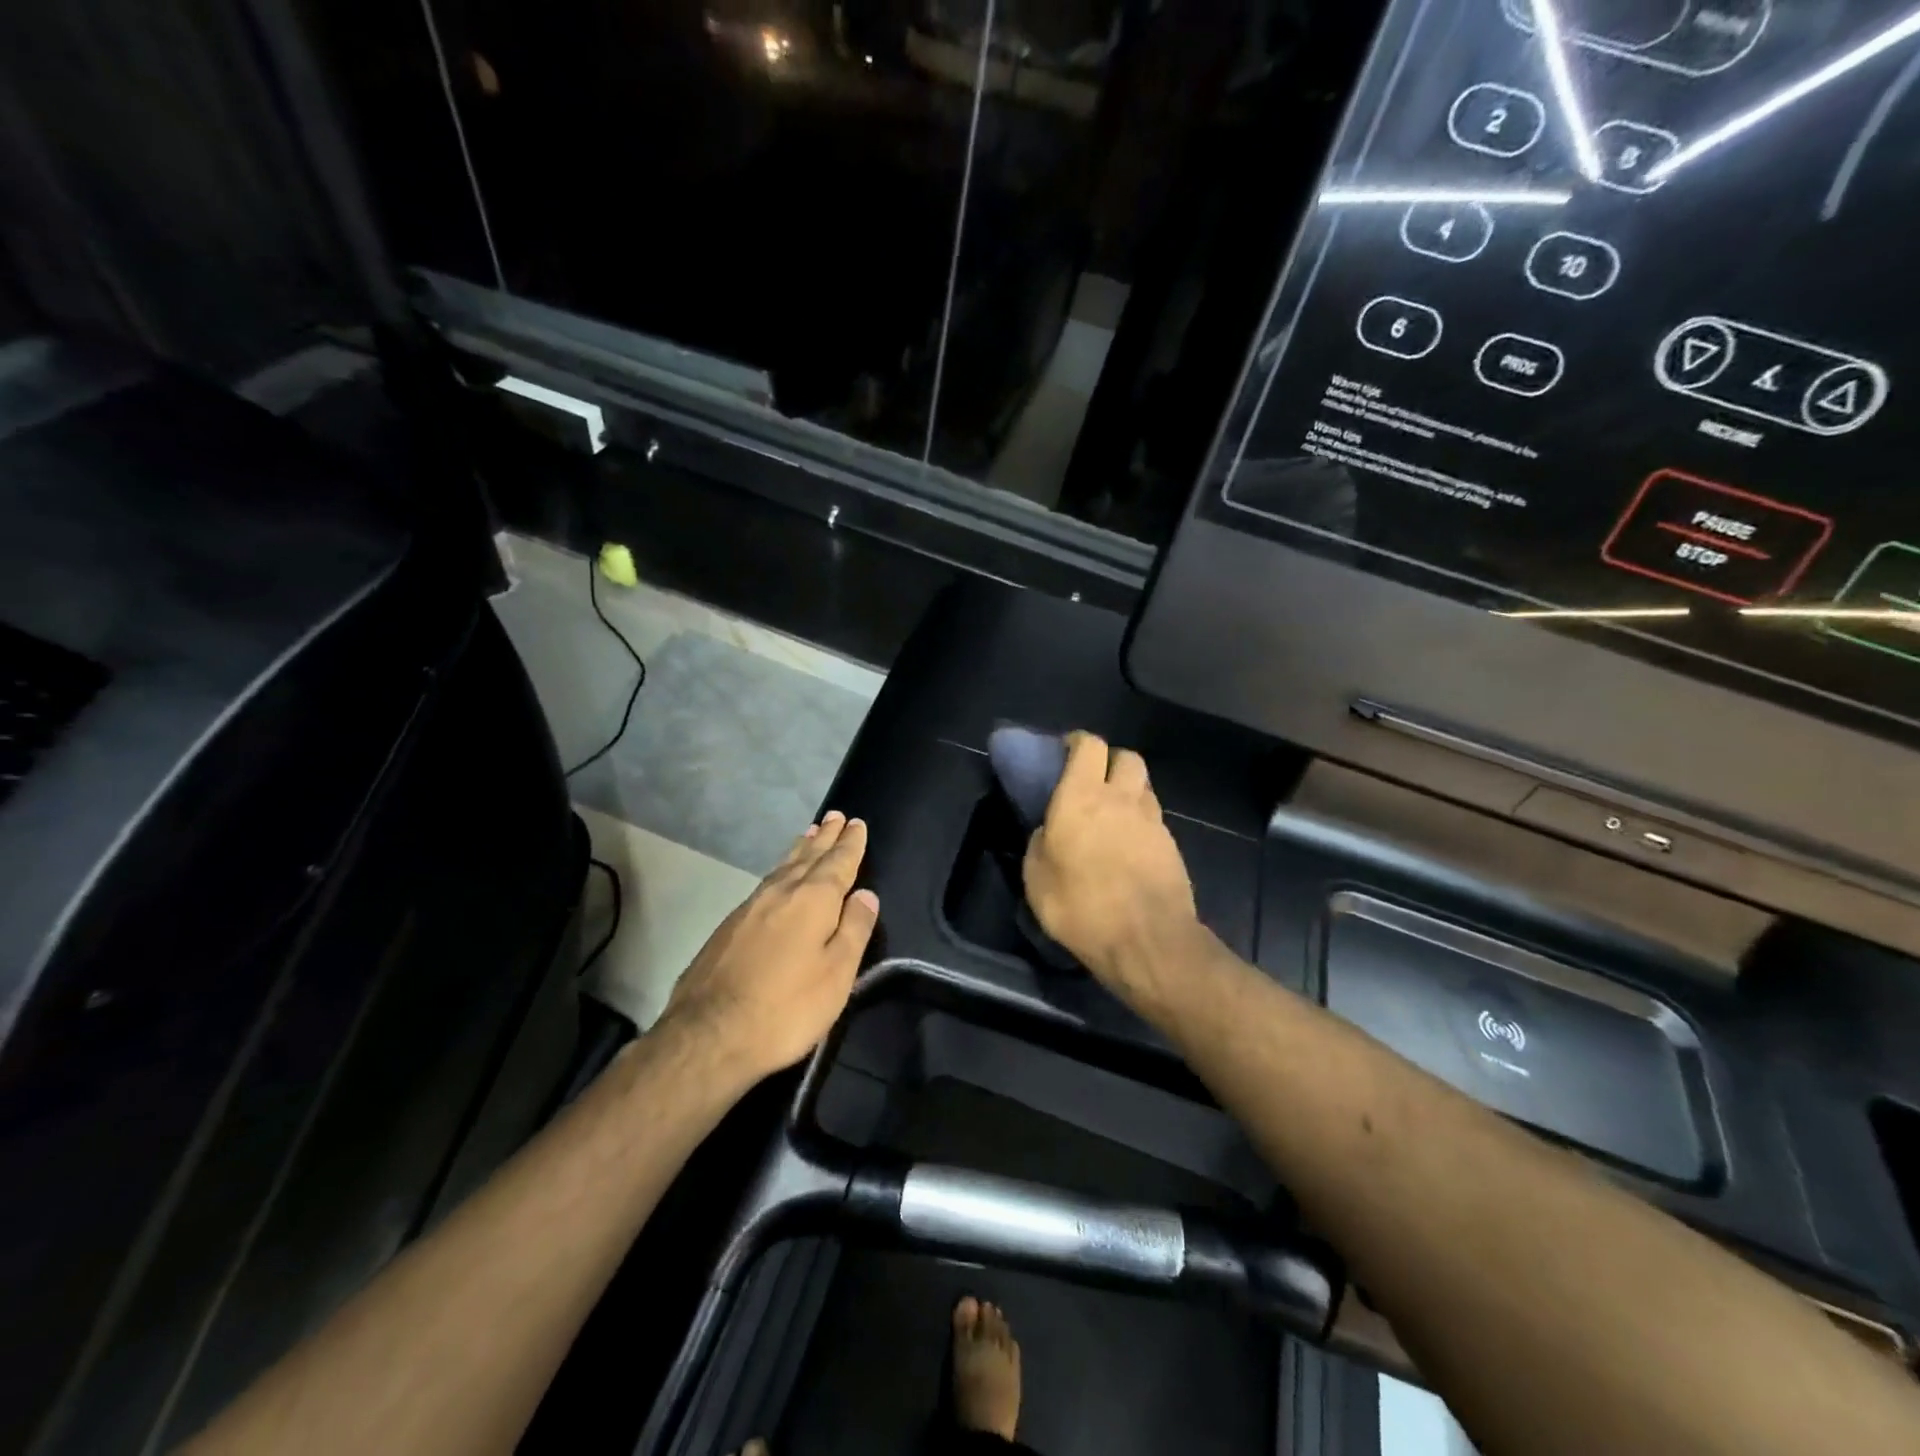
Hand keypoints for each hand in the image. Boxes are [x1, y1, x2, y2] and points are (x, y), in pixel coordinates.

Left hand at [661, 812, 878, 1080]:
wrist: (709, 1035)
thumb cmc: (786, 1007)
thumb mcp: (836, 974)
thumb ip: (854, 929)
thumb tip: (866, 894)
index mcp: (813, 900)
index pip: (838, 863)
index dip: (850, 844)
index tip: (856, 823)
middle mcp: (781, 892)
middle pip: (809, 857)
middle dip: (826, 838)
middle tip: (835, 817)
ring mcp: (750, 907)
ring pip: (783, 867)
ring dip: (801, 849)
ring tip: (810, 833)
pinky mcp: (729, 925)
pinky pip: (765, 882)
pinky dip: (780, 869)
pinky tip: (779, 876)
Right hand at [1021, 732, 1199, 1016]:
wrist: (1147, 941)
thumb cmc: (1081, 907)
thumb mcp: (1037, 880)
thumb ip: (1039, 844)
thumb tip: (1048, 831)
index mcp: (1081, 797)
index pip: (1089, 745)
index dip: (1077, 742)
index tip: (1064, 752)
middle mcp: (1121, 798)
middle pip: (1126, 756)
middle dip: (1110, 761)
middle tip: (1093, 782)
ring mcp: (1152, 820)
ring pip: (1143, 786)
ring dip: (1128, 790)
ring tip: (1113, 815)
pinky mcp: (1171, 844)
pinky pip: (1154, 818)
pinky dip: (1141, 821)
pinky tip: (1129, 847)